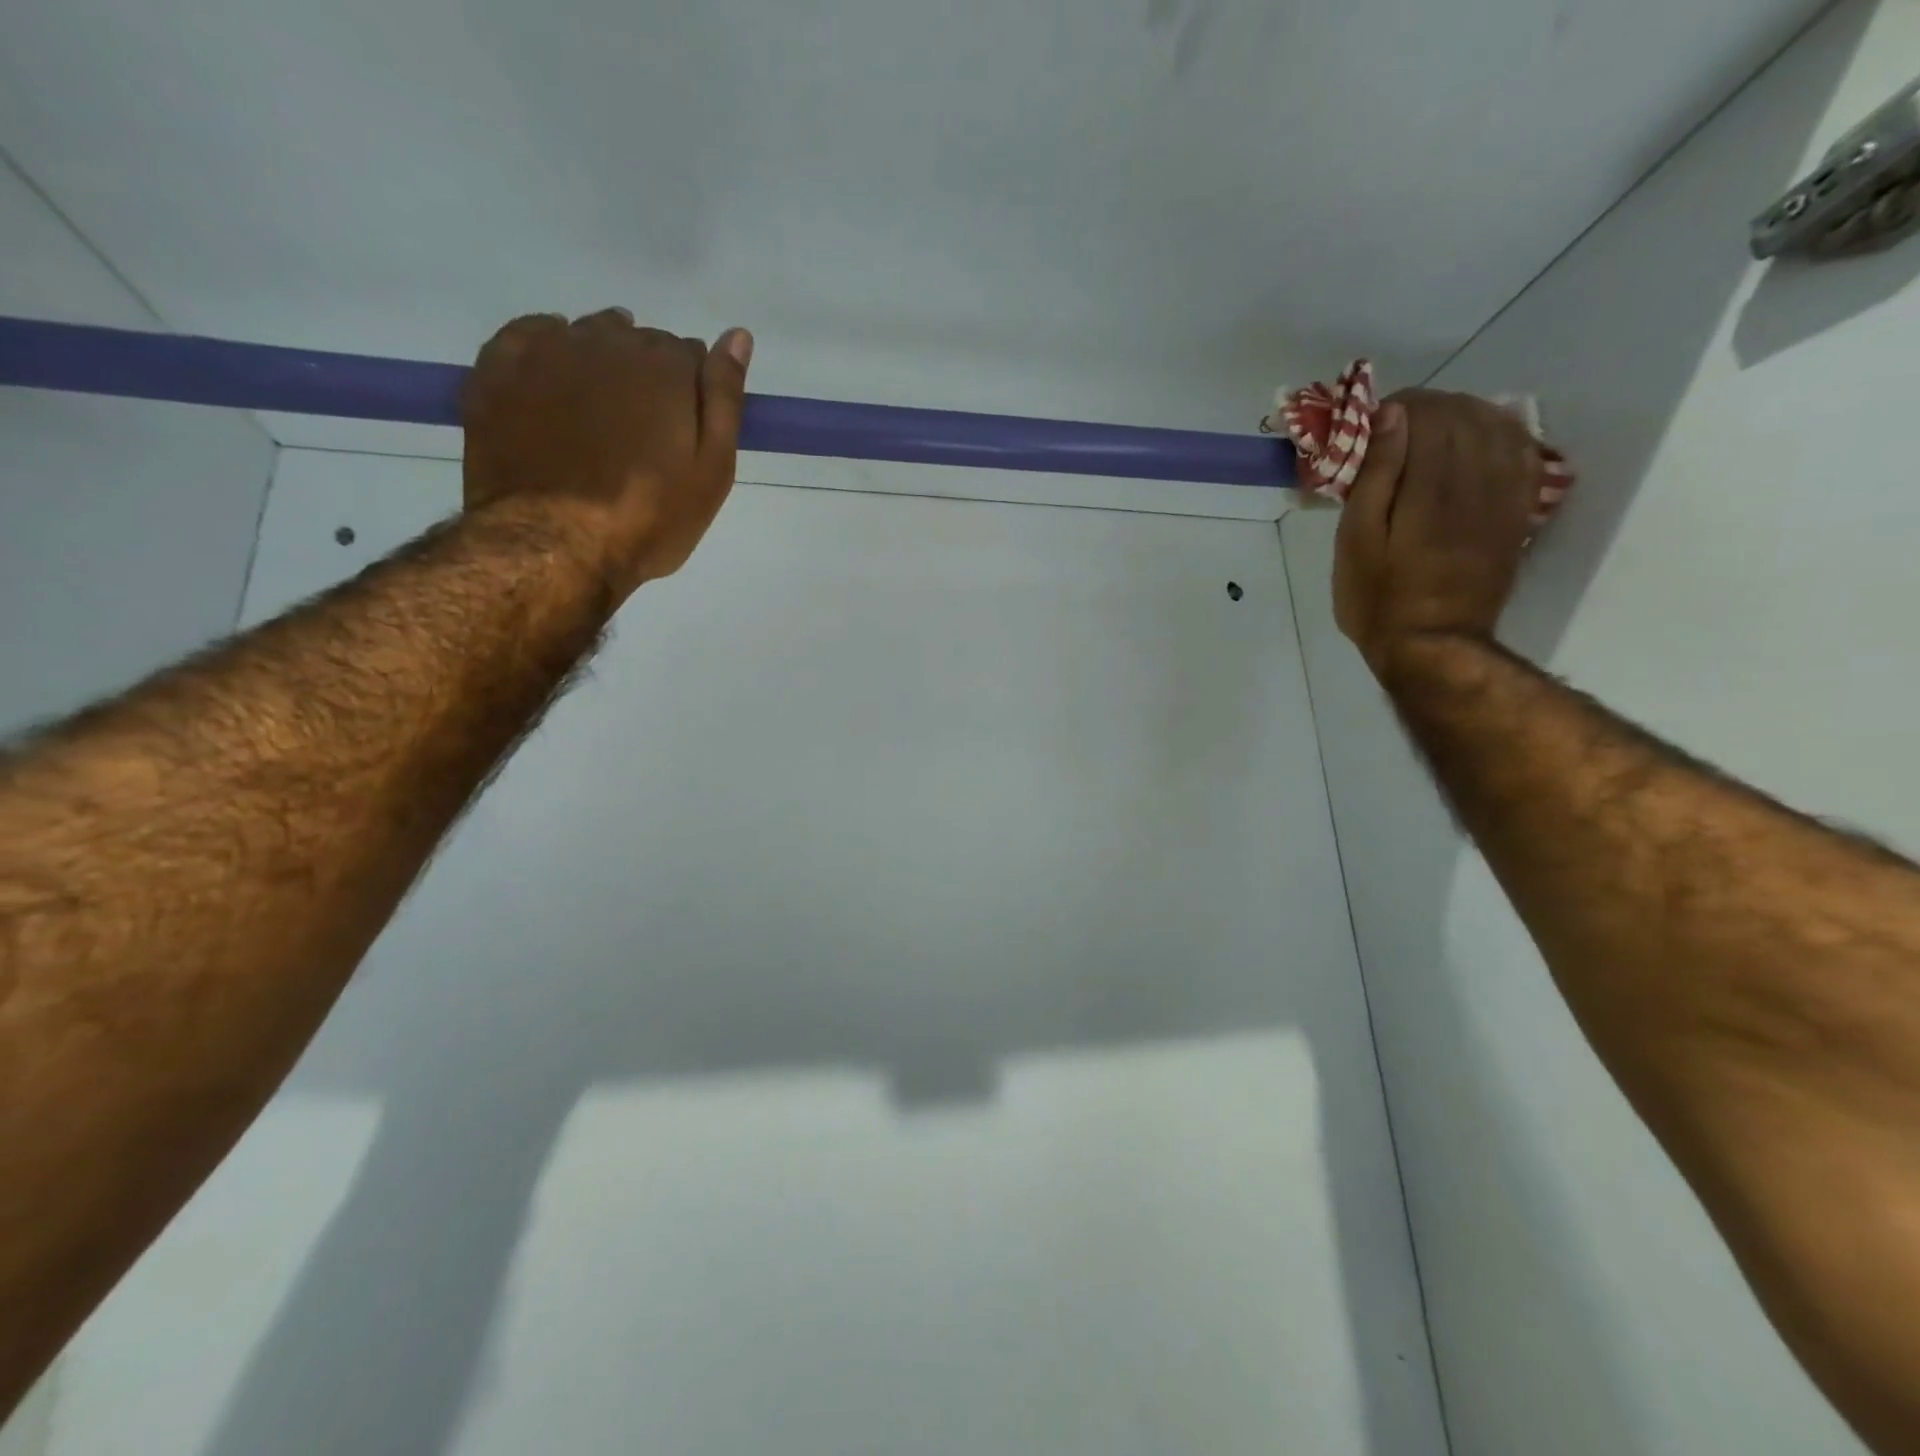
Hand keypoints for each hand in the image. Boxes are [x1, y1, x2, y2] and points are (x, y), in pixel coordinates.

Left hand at [462, 310, 753, 598]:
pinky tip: (555, 376)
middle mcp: (607, 343)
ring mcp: (548, 352)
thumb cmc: (650, 517)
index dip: (691, 387)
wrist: (556, 544)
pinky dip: (547, 346)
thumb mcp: (711, 471)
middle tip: (644, 428)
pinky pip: (528, 335)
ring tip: (602, 409)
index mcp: (664, 367)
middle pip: (637, 339)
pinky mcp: (499, 370)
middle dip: (647, 372)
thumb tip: (738, 336)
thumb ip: (724, 399)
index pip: (688, 352)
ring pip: (585, 334)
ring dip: (600, 359)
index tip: (686, 425)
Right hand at [1333, 387, 1542, 681]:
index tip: (1376, 415)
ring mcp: (1504, 496)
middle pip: (1464, 415)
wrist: (1433, 646)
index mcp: (1429, 487)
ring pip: (1497, 427)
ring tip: (1434, 427)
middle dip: (1431, 408)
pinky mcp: (1518, 513)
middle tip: (1398, 422)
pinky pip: (1523, 454)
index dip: (1402, 405)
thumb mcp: (1356, 541)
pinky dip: (1503, 435)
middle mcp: (1476, 480)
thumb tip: (1392, 415)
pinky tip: (1482, 437)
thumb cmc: (1378, 598)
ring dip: (1466, 415)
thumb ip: (1375, 477)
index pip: (1427, 416)